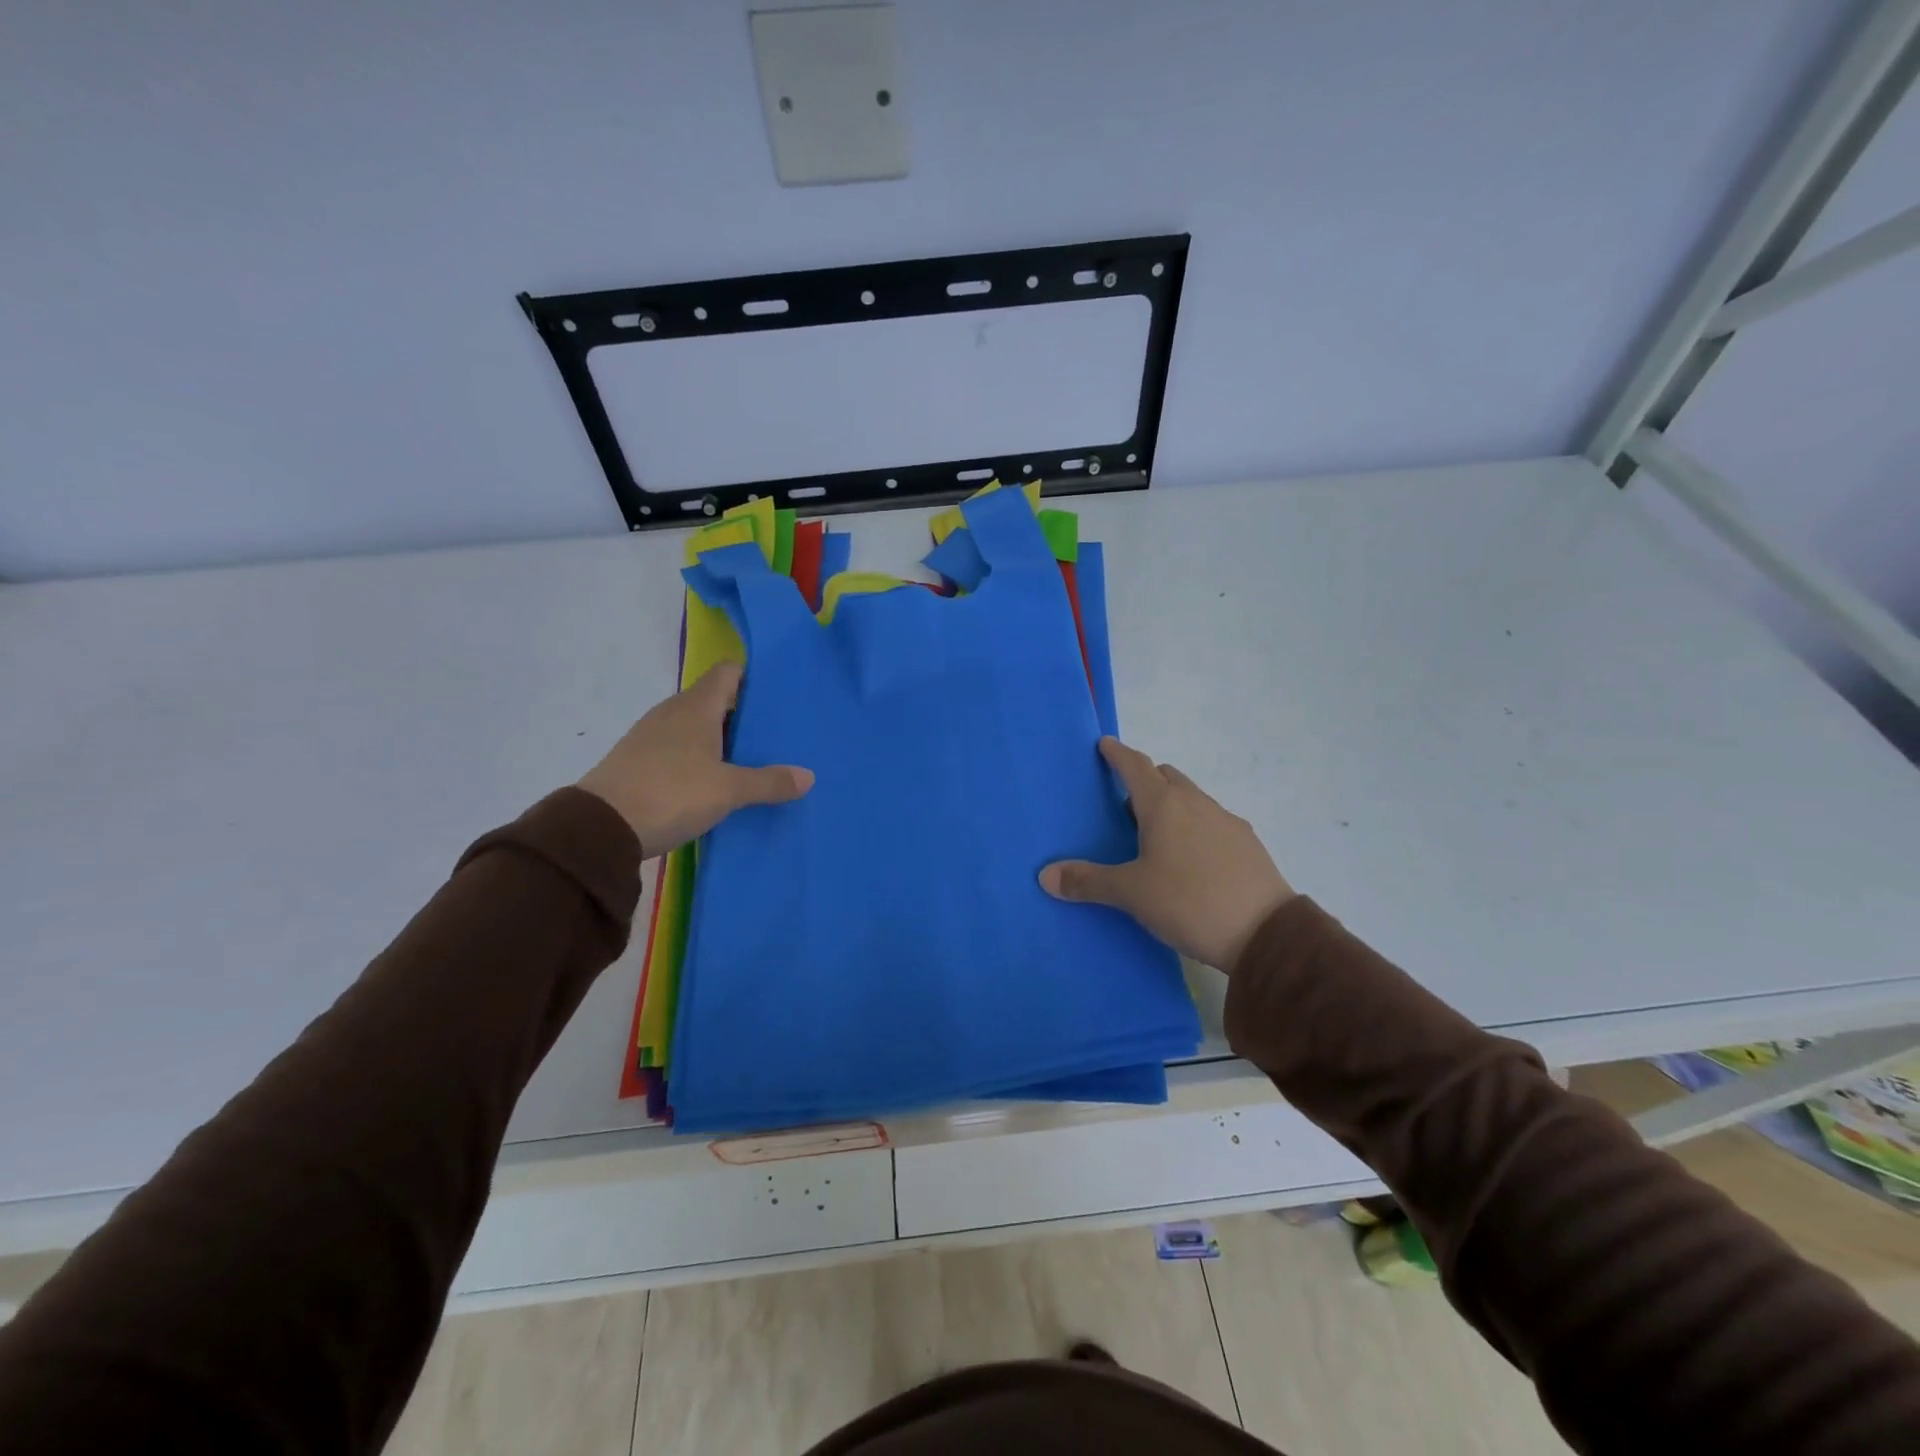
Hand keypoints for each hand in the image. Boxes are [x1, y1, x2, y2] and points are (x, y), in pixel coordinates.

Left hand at [578, 662, 813, 857]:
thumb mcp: (728, 791)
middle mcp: (673, 712)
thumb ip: (769, 782)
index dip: (754, 678)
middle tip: (777, 735)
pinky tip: (714, 782)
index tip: (780, 697)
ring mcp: (652, 735)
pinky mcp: (639, 760)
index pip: (729, 671)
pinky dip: (699, 757)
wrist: (600, 828)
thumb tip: (808, 776)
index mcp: (696, 706)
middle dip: (745, 714)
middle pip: (715, 700)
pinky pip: (679, 748)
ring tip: (752, 760)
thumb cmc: (671, 793)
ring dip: (722, 739)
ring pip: (696, 726)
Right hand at [1040, 737, 1293, 971]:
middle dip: (1145, 779)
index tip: (1105, 744)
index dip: (1117, 754)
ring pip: (1191, 798)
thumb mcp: (1132, 894)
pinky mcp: (1247, 843)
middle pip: (1166, 777)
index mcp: (1164, 805)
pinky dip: (1194, 825)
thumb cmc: (1188, 902)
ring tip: (1155, 833)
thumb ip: (1088, 881)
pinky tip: (1191, 857)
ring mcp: (1226, 821)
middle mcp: (1196, 803)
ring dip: (1171, 803)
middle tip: (1124, 800)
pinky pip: (1211, 820)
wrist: (1265, 933)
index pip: (1135, 766)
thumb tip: (1045, 875)